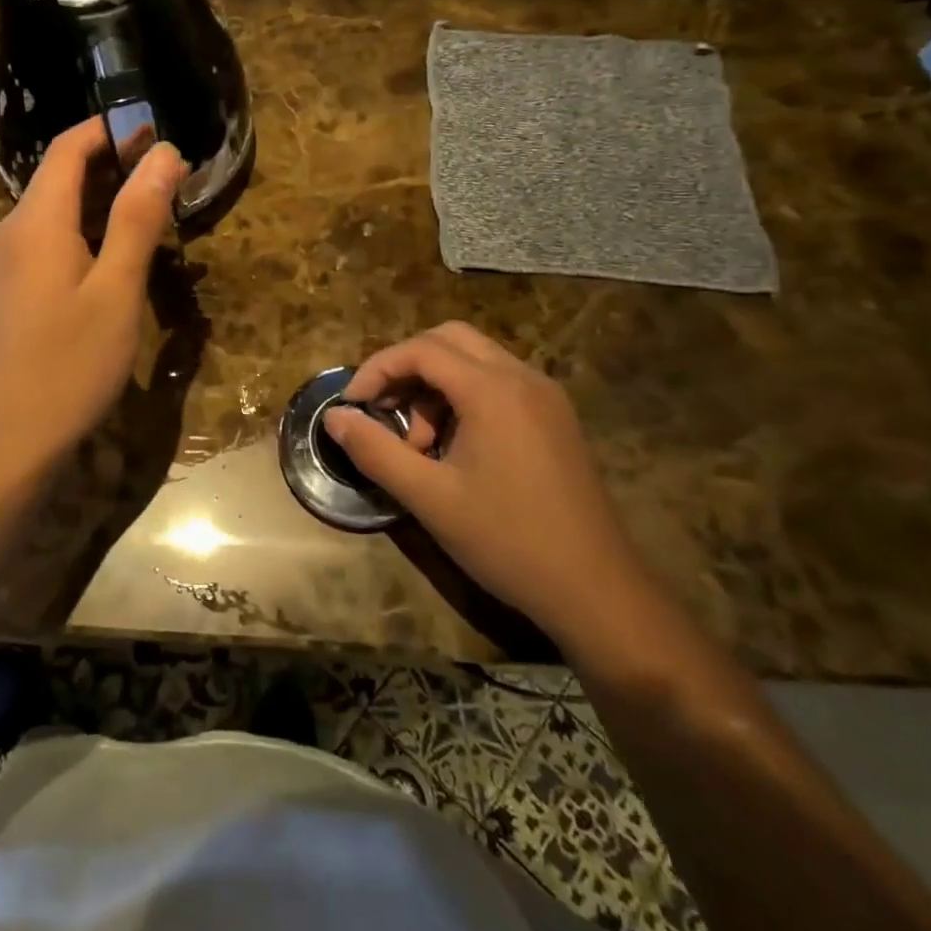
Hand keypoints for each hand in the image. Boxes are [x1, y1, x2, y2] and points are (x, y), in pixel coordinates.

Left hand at [0, 119, 185, 472]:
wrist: (6, 441)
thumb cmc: (69, 363)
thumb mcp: (116, 289)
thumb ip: (138, 218)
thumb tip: (164, 152)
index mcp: (35, 220)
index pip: (68, 148)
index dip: (110, 129)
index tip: (156, 128)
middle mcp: (12, 231)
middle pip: (60, 175)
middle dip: (112, 162)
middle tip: (168, 173)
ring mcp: (6, 262)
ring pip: (56, 210)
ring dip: (102, 199)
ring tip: (153, 209)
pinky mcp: (10, 290)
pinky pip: (49, 240)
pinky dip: (86, 231)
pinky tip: (117, 255)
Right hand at [325, 322, 651, 644]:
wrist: (598, 591)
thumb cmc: (508, 541)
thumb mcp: (429, 498)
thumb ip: (375, 450)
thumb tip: (333, 417)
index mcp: (493, 390)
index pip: (422, 350)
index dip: (378, 369)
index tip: (353, 404)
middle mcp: (522, 378)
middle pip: (450, 339)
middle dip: (407, 367)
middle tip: (383, 409)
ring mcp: (545, 397)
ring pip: (475, 360)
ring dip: (435, 385)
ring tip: (420, 444)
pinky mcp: (555, 418)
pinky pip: (499, 383)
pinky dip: (464, 397)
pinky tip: (455, 447)